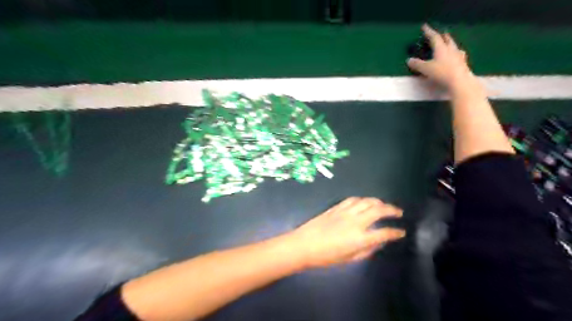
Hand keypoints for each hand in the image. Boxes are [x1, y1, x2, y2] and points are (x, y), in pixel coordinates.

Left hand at [288, 198, 403, 268]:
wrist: (304, 244)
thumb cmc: (326, 256)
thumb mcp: (349, 259)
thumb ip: (366, 250)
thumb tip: (377, 243)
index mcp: (360, 238)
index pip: (384, 233)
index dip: (395, 232)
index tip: (401, 232)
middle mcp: (355, 222)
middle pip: (378, 210)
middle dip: (392, 210)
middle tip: (398, 212)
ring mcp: (346, 212)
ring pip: (366, 201)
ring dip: (378, 202)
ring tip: (383, 205)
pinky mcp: (337, 207)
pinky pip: (353, 200)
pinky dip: (362, 200)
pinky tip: (365, 202)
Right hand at [409, 24, 476, 89]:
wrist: (459, 82)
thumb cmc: (441, 73)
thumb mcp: (425, 69)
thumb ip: (417, 64)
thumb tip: (409, 60)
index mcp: (441, 48)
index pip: (434, 37)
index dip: (429, 32)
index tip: (424, 27)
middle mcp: (451, 50)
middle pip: (447, 40)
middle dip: (443, 36)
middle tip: (441, 34)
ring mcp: (458, 56)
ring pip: (454, 47)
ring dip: (450, 44)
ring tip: (449, 44)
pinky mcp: (463, 64)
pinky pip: (458, 55)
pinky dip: (455, 53)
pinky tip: (456, 56)